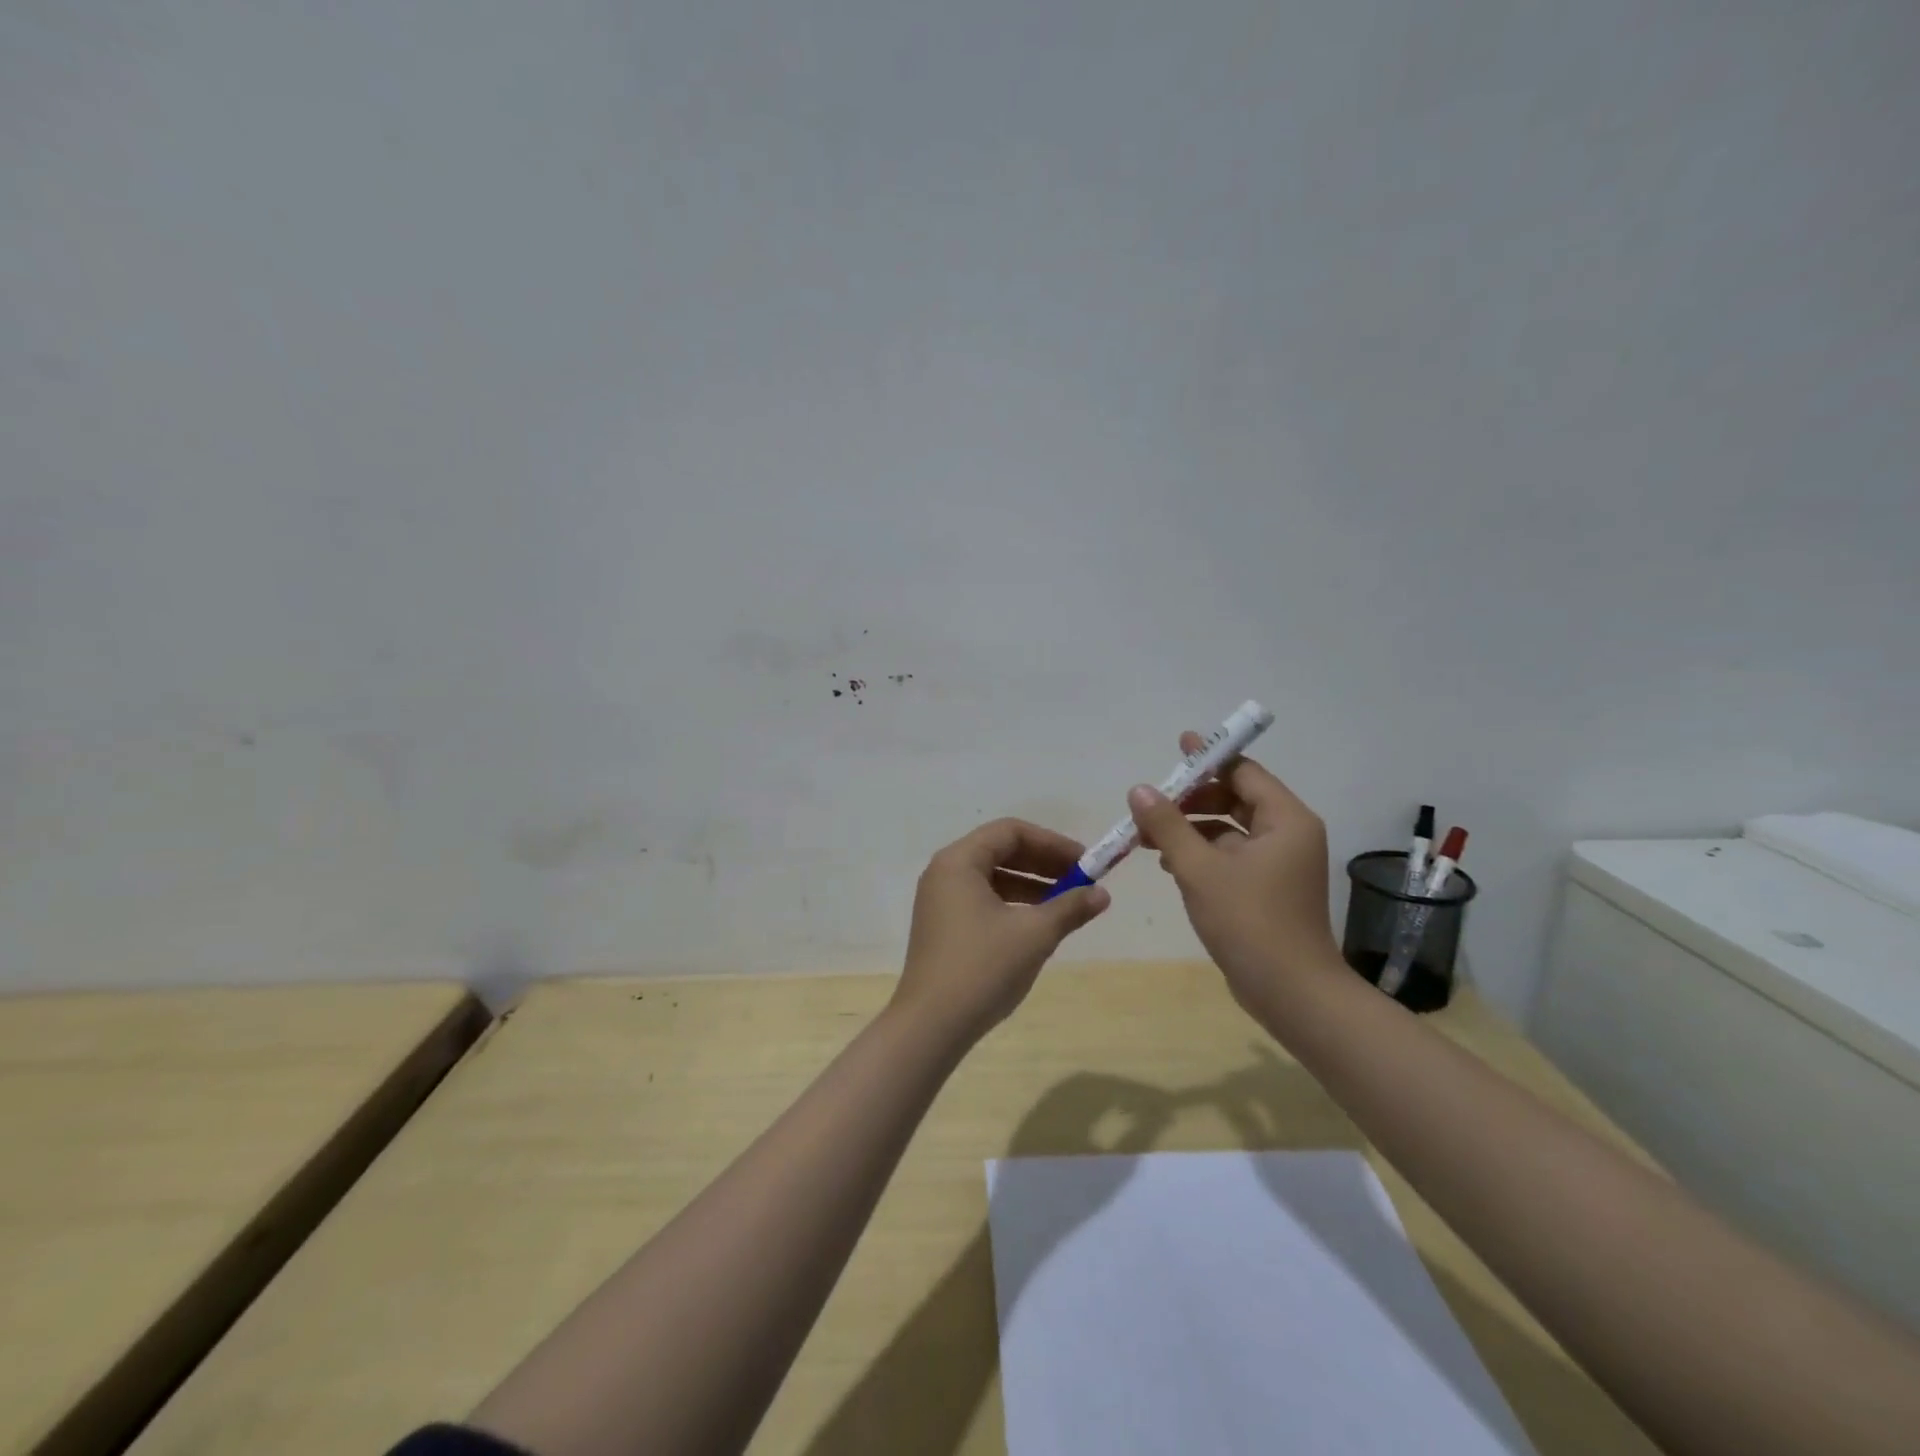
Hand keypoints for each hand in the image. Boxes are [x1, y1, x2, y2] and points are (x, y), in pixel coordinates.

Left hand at [894, 818, 1109, 1043]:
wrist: (931, 1026)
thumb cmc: (982, 968)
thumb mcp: (1034, 935)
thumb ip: (1070, 907)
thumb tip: (1102, 894)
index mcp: (959, 861)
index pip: (1010, 831)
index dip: (1051, 843)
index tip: (1084, 863)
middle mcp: (944, 873)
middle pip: (1000, 851)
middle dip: (1043, 864)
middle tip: (1081, 882)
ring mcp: (940, 901)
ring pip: (993, 878)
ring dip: (1031, 886)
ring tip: (1067, 905)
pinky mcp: (942, 927)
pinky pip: (983, 900)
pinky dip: (1012, 905)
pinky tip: (1037, 926)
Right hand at [1126, 736, 1341, 1017]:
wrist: (1291, 993)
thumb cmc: (1250, 922)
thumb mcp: (1199, 868)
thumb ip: (1167, 825)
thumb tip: (1138, 789)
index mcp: (1285, 820)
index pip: (1244, 772)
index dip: (1208, 759)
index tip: (1178, 746)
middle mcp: (1288, 835)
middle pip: (1236, 798)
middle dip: (1192, 797)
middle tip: (1151, 800)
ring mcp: (1279, 864)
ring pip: (1229, 829)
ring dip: (1190, 827)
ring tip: (1147, 834)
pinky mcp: (1267, 889)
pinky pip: (1230, 855)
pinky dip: (1201, 852)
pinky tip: (1167, 862)